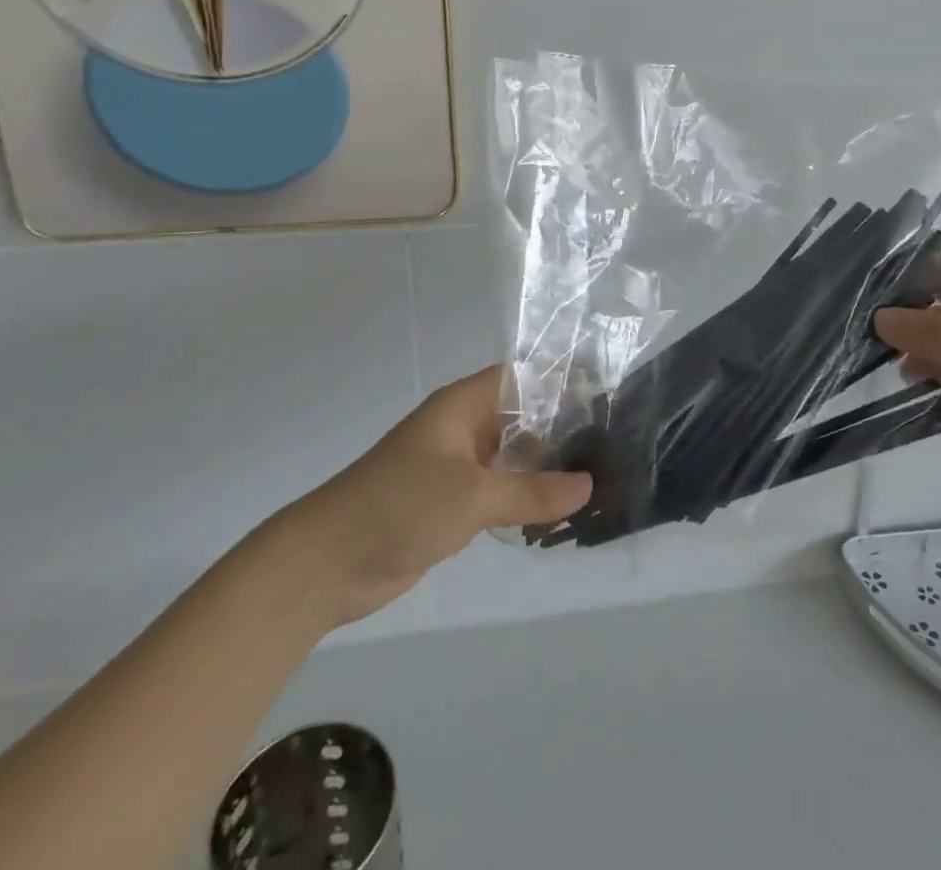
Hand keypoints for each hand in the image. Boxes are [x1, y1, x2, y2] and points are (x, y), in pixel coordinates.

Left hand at [278, 367, 591, 626]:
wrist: (326, 563)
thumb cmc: (399, 507)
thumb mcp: (472, 495)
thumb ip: (531, 490)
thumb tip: (588, 486)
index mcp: (463, 405)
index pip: (522, 377)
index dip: (560, 381)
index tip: (606, 394)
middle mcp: (463, 427)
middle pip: (521, 416)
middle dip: (561, 427)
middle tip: (614, 441)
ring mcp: (457, 465)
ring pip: (512, 456)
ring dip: (546, 466)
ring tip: (600, 474)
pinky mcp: (452, 501)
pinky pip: (499, 489)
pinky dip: (526, 495)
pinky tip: (560, 510)